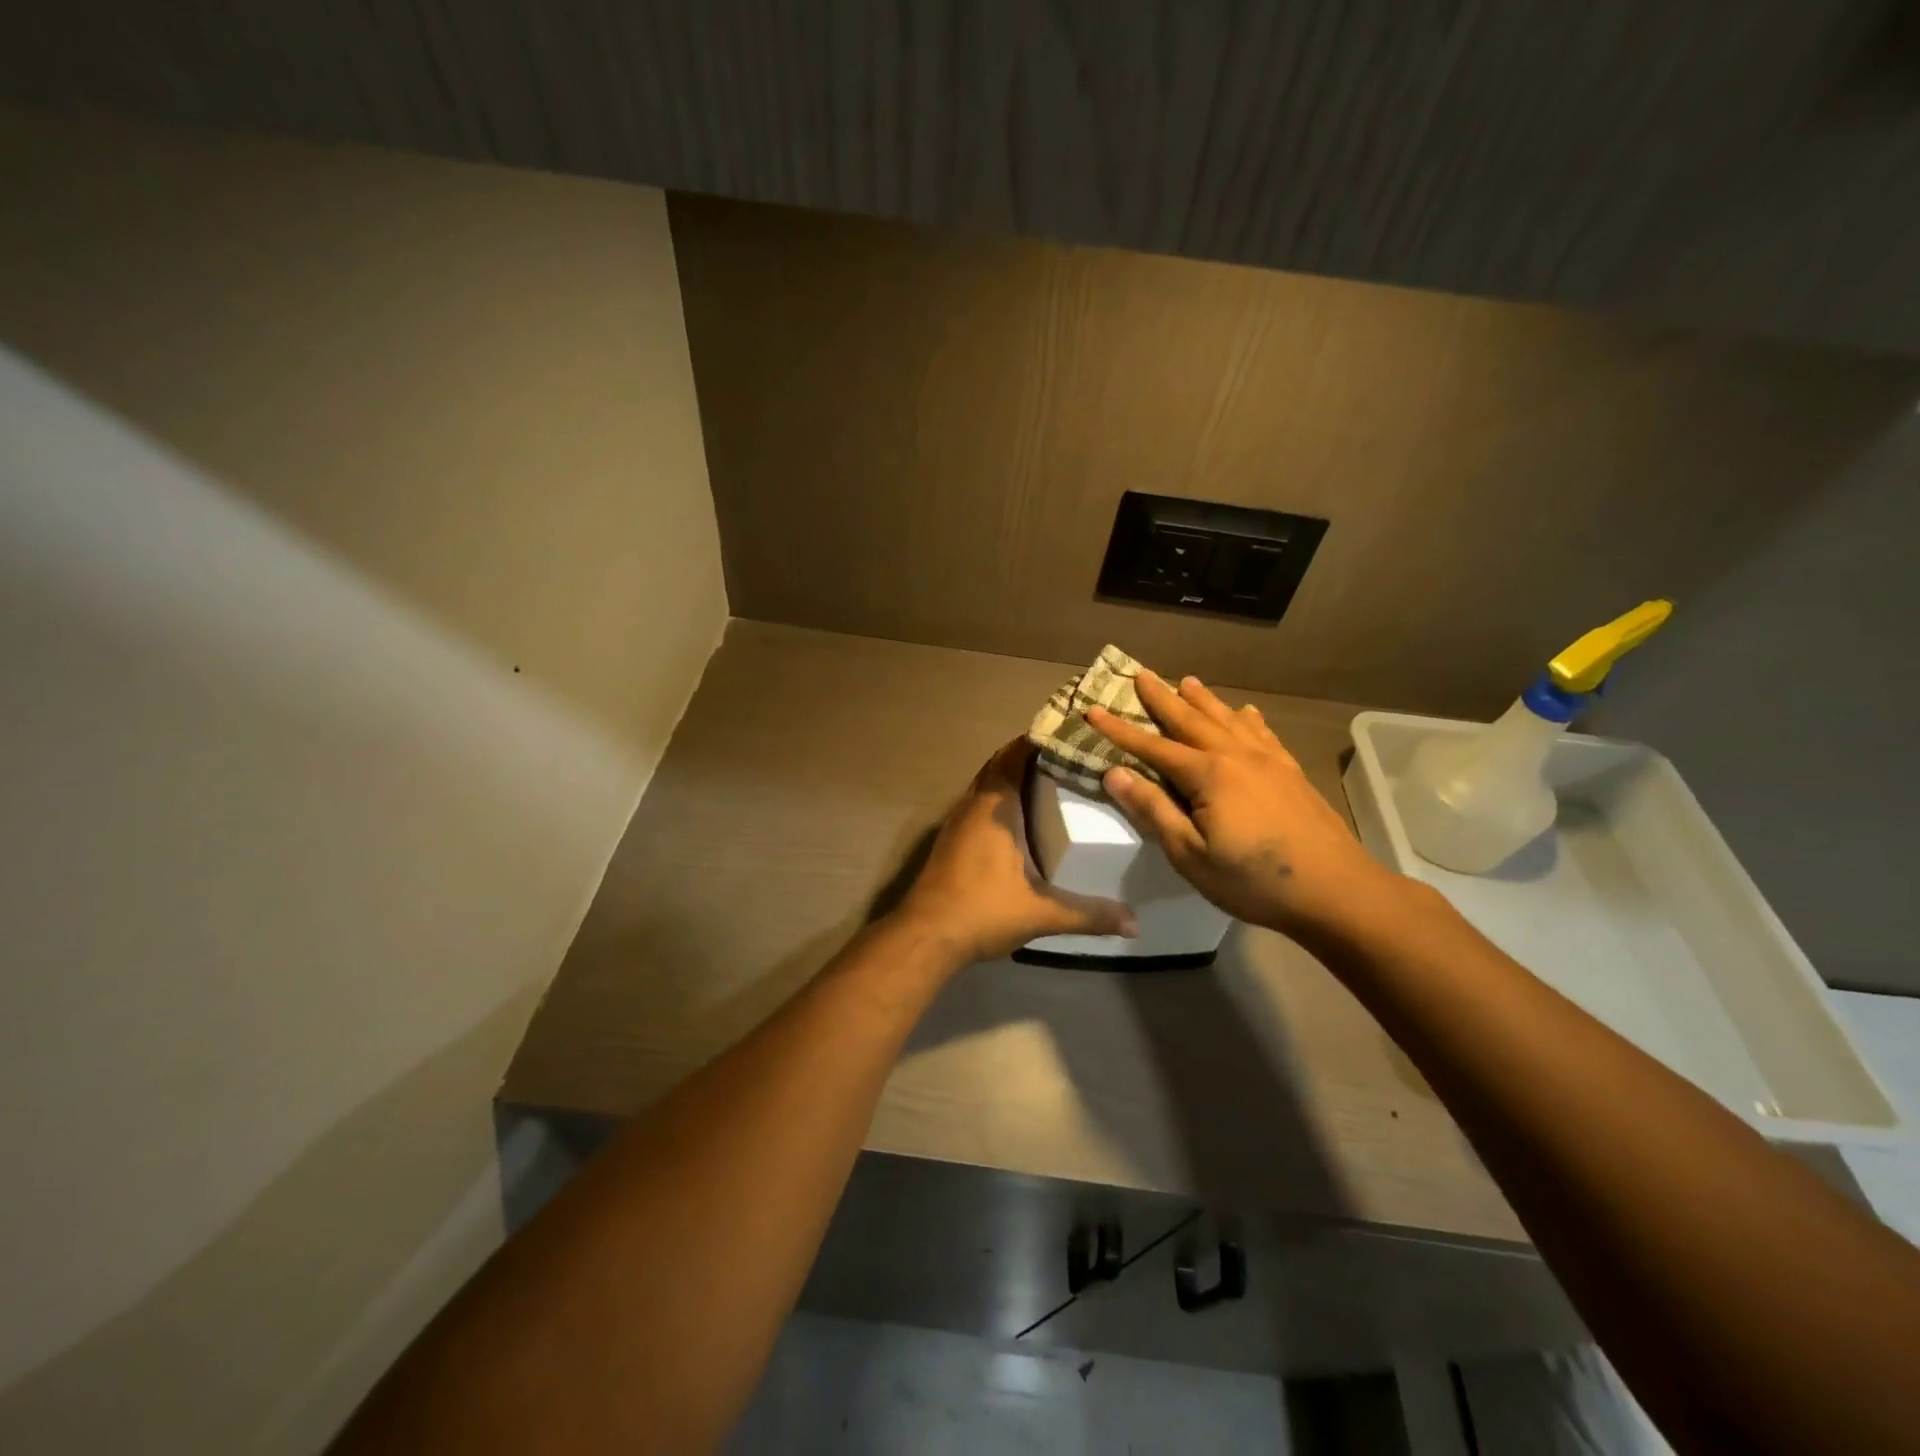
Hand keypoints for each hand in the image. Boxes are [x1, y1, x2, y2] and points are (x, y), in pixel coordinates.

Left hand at [896, 740, 1137, 962]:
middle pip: (1000, 764)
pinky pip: (978, 803)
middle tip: (1068, 756)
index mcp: (995, 807)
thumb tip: (1134, 923)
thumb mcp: (1042, 913)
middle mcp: (973, 804)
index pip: (1015, 754)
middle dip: (1030, 755)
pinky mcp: (951, 839)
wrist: (925, 936)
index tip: (1070, 733)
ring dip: (1011, 776)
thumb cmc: (982, 912)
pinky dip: (999, 798)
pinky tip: (1020, 818)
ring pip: (986, 783)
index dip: (1039, 739)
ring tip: (1051, 781)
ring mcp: (957, 821)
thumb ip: (1089, 915)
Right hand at [1087, 673, 1404, 942]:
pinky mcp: (1291, 772)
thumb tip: (1114, 773)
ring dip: (1203, 699)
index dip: (1118, 729)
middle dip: (1162, 698)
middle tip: (1141, 674)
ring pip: (1227, 719)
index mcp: (1207, 775)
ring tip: (1187, 681)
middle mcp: (1235, 756)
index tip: (1092, 710)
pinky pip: (1262, 733)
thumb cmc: (1254, 880)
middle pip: (1190, 719)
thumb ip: (1154, 810)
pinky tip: (1247, 713)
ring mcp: (1268, 761)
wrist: (1336, 890)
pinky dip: (1247, 719)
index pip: (1151, 746)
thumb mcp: (1190, 855)